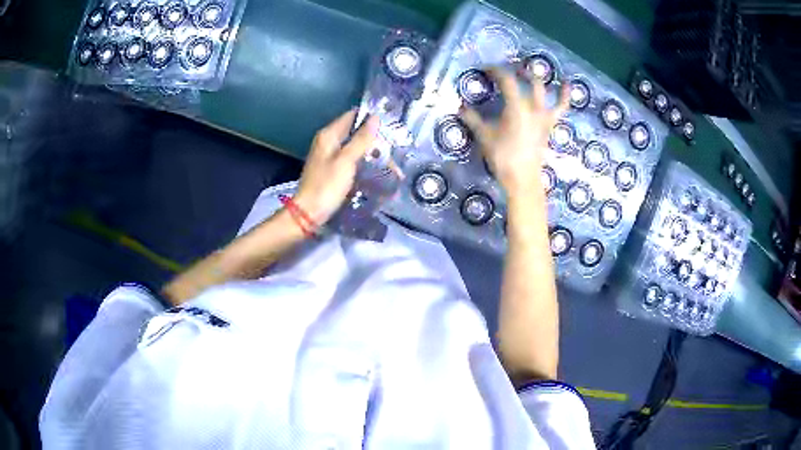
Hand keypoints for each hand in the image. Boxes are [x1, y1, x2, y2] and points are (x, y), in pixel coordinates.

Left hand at [294, 110, 378, 224]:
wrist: (309, 212)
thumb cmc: (327, 185)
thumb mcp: (347, 160)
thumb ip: (361, 139)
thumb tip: (375, 118)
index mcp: (328, 135)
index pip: (351, 116)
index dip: (369, 118)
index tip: (388, 125)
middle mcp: (327, 141)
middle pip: (353, 131)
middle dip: (372, 137)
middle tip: (391, 146)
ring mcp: (328, 156)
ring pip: (353, 146)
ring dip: (369, 150)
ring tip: (388, 159)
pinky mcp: (331, 169)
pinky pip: (350, 159)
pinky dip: (362, 161)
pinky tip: (374, 169)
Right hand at [461, 69, 568, 195]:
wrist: (523, 179)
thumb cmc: (503, 157)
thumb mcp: (484, 136)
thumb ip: (472, 119)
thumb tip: (460, 107)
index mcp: (516, 106)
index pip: (506, 80)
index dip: (496, 71)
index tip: (485, 69)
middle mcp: (533, 106)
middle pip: (527, 81)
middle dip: (515, 73)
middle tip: (504, 73)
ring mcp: (544, 115)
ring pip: (543, 91)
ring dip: (536, 78)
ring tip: (528, 71)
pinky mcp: (549, 125)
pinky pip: (560, 108)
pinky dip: (565, 96)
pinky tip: (567, 85)